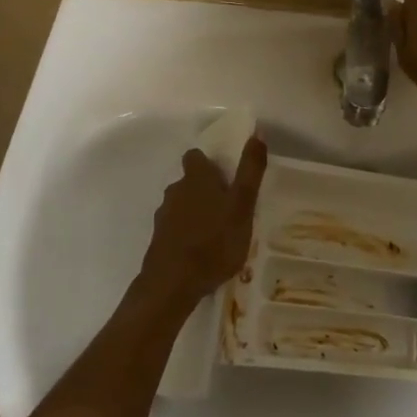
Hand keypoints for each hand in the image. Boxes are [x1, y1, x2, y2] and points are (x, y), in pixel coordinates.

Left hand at [130, 136, 268, 320]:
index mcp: (196, 178)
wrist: (173, 284)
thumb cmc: (214, 241)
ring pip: (182, 205)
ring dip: (197, 213)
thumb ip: (250, 171)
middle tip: (229, 207)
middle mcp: (175, 191)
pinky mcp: (159, 240)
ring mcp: (163, 216)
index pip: (196, 156)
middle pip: (190, 181)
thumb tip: (257, 133)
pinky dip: (188, 233)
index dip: (210, 162)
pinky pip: (176, 228)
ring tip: (218, 232)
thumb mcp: (242, 205)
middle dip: (206, 190)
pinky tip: (202, 251)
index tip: (226, 175)